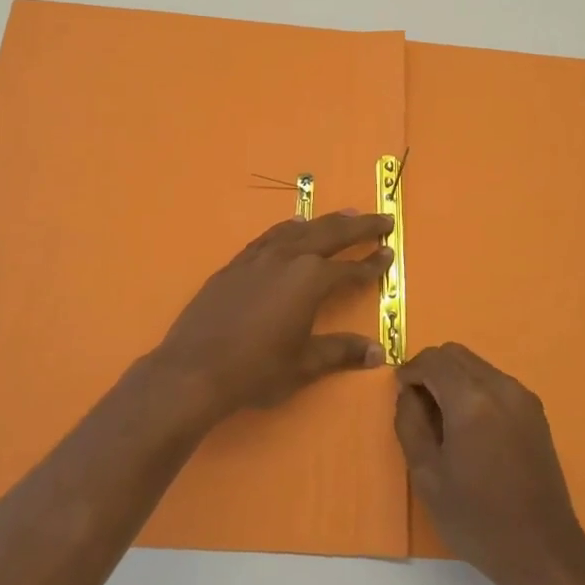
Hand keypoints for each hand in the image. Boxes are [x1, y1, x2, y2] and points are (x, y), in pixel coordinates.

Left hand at [149, 211, 394, 423]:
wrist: (194, 369)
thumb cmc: (256, 370)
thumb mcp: (305, 364)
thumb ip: (342, 351)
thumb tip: (378, 352)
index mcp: (309, 280)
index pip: (350, 269)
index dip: (372, 264)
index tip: (390, 253)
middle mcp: (286, 259)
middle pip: (330, 234)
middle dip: (359, 226)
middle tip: (383, 219)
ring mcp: (257, 258)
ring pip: (299, 230)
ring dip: (325, 221)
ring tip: (346, 215)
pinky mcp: (235, 265)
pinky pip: (269, 237)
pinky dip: (288, 229)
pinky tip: (293, 229)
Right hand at [394, 343, 584, 584]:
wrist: (542, 551)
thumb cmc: (477, 518)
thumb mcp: (427, 475)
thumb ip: (410, 424)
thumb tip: (407, 394)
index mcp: (472, 401)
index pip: (433, 360)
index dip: (410, 370)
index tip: (399, 393)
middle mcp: (501, 387)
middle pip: (456, 354)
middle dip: (431, 369)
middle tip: (417, 405)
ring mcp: (523, 398)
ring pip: (477, 365)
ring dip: (453, 378)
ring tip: (443, 419)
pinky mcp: (535, 412)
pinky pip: (495, 382)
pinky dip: (474, 390)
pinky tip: (470, 428)